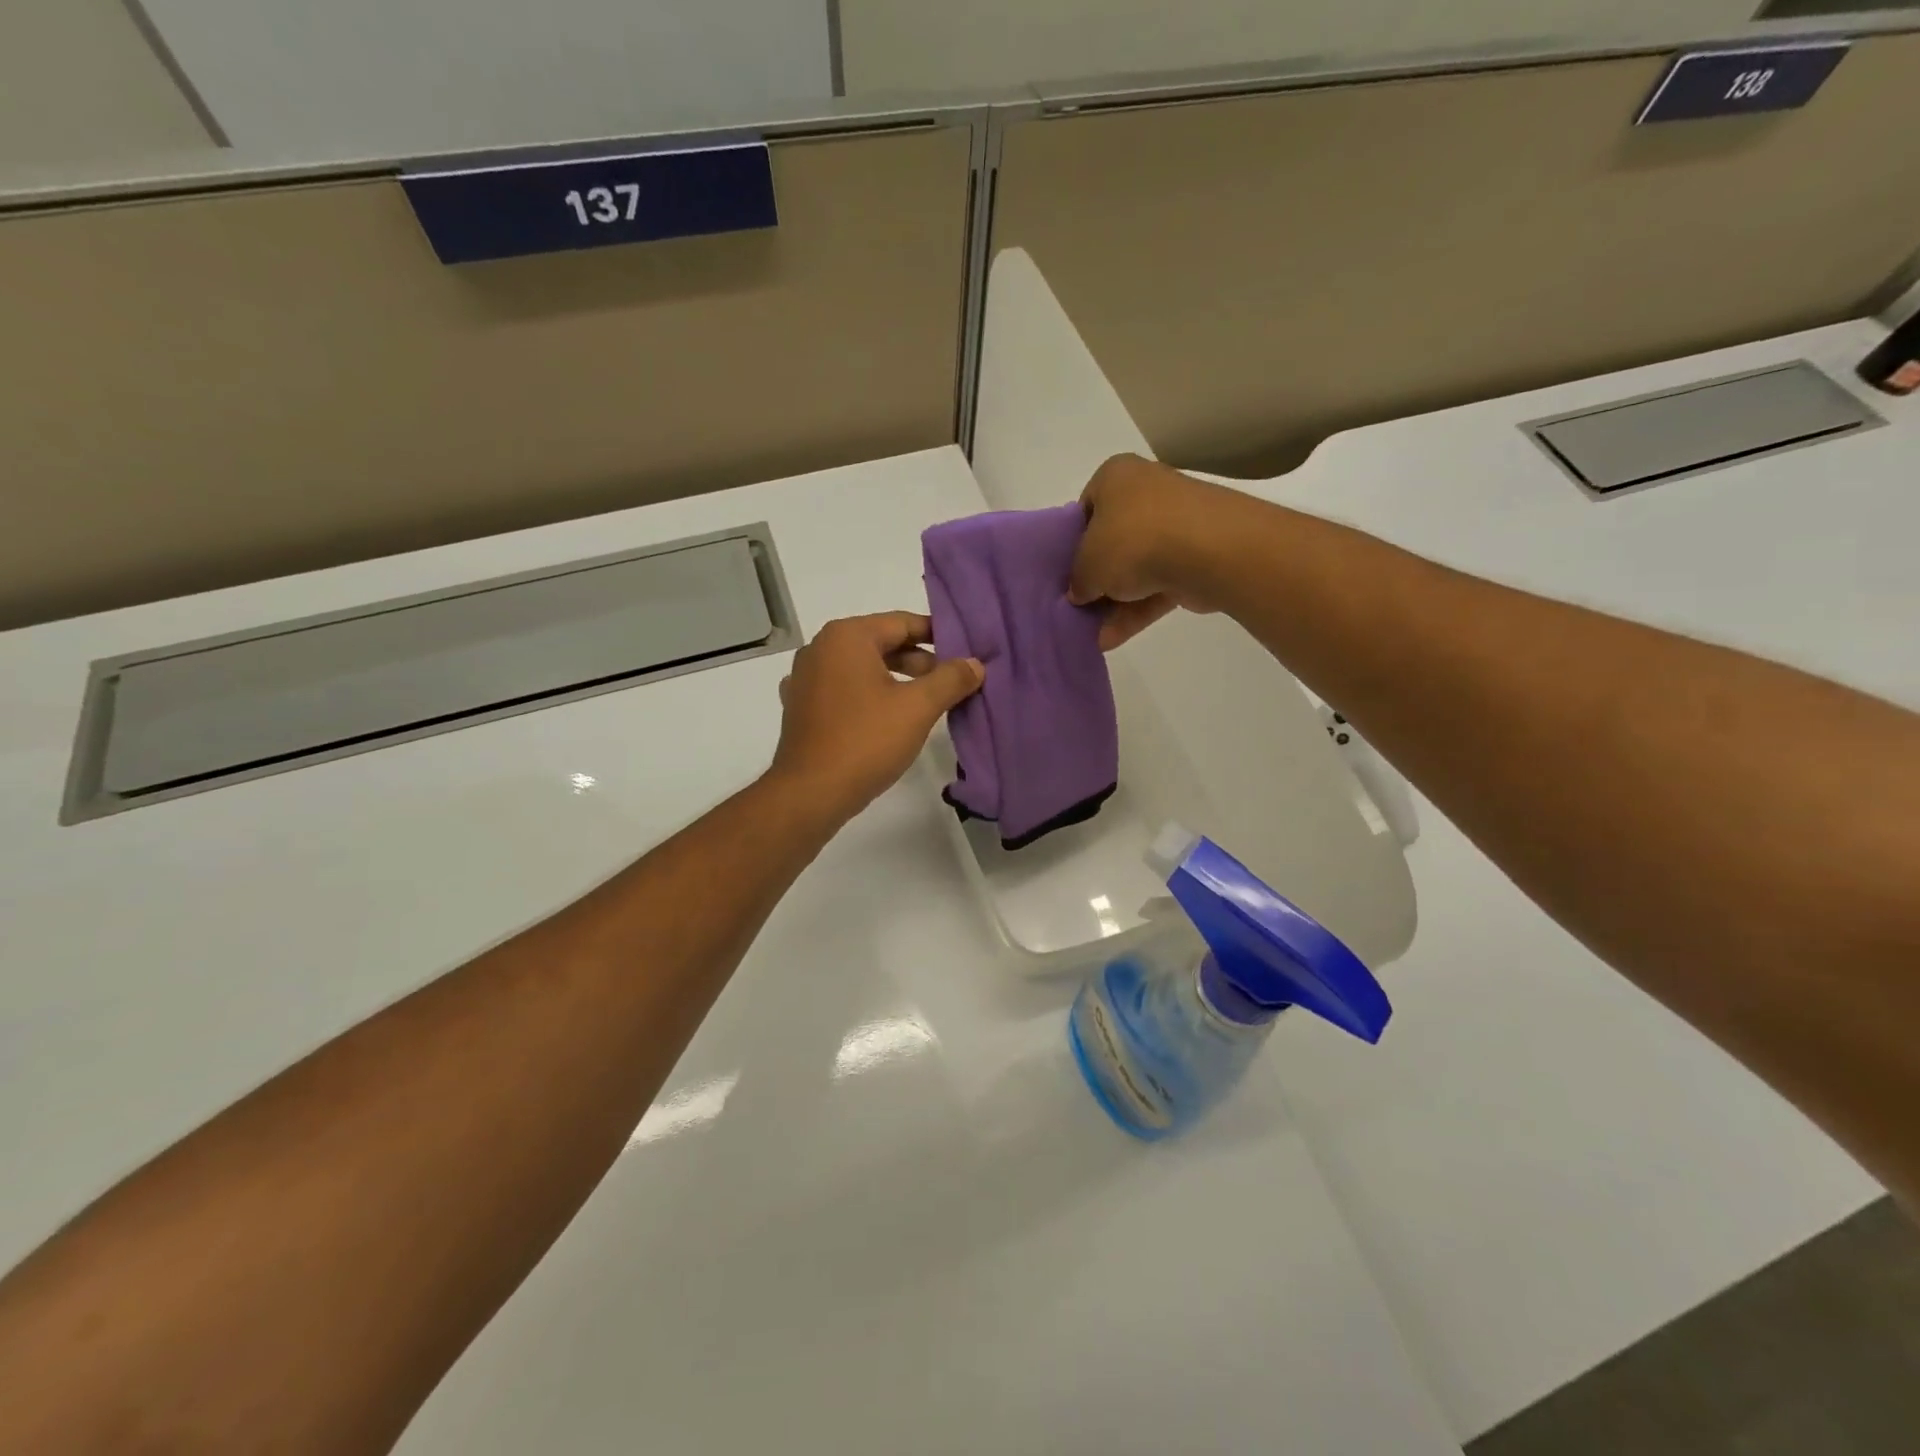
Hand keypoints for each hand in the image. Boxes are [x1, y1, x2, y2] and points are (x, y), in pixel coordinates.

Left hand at [770, 612, 984, 822]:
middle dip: (919, 661)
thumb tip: (975, 664)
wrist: (810, 793)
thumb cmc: (866, 741)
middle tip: (951, 683)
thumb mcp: (918, 707)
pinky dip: (868, 696)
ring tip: (926, 703)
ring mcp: (805, 678)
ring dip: (896, 680)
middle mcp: (820, 647)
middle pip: (882, 643)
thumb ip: (950, 679)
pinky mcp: (800, 707)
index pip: (903, 622)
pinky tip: (886, 718)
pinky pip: (844, 690)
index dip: (939, 636)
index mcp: (846, 636)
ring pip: (862, 668)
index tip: (966, 653)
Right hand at [1068, 454, 1248, 650]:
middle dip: (1097, 577)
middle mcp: (1147, 492)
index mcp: (1116, 477)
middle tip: (1078, 606)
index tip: (1066, 572)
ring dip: (1115, 603)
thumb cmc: (1133, 540)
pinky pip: (1159, 584)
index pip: (1085, 509)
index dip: (1071, 543)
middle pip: (1112, 541)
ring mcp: (1176, 524)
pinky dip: (1137, 610)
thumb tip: (1079, 593)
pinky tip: (1112, 639)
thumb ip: (1077, 581)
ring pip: (1137, 567)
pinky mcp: (1197, 557)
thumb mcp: (1086, 564)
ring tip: (1092, 635)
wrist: (1208, 550)